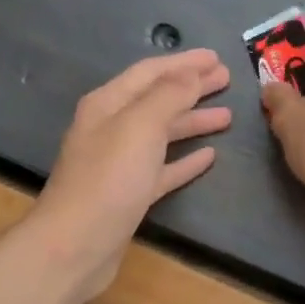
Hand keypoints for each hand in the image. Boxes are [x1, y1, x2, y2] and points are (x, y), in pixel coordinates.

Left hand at [26, 49, 231, 299]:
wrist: (76, 245)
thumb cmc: (108, 179)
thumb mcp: (140, 126)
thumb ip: (168, 96)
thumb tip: (192, 73)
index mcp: (108, 104)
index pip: (150, 73)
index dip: (184, 63)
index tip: (217, 58)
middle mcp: (112, 128)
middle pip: (157, 100)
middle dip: (191, 88)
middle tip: (226, 80)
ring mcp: (121, 163)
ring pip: (162, 134)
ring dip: (193, 121)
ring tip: (227, 116)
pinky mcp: (130, 194)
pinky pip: (163, 168)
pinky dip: (185, 160)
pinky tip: (209, 156)